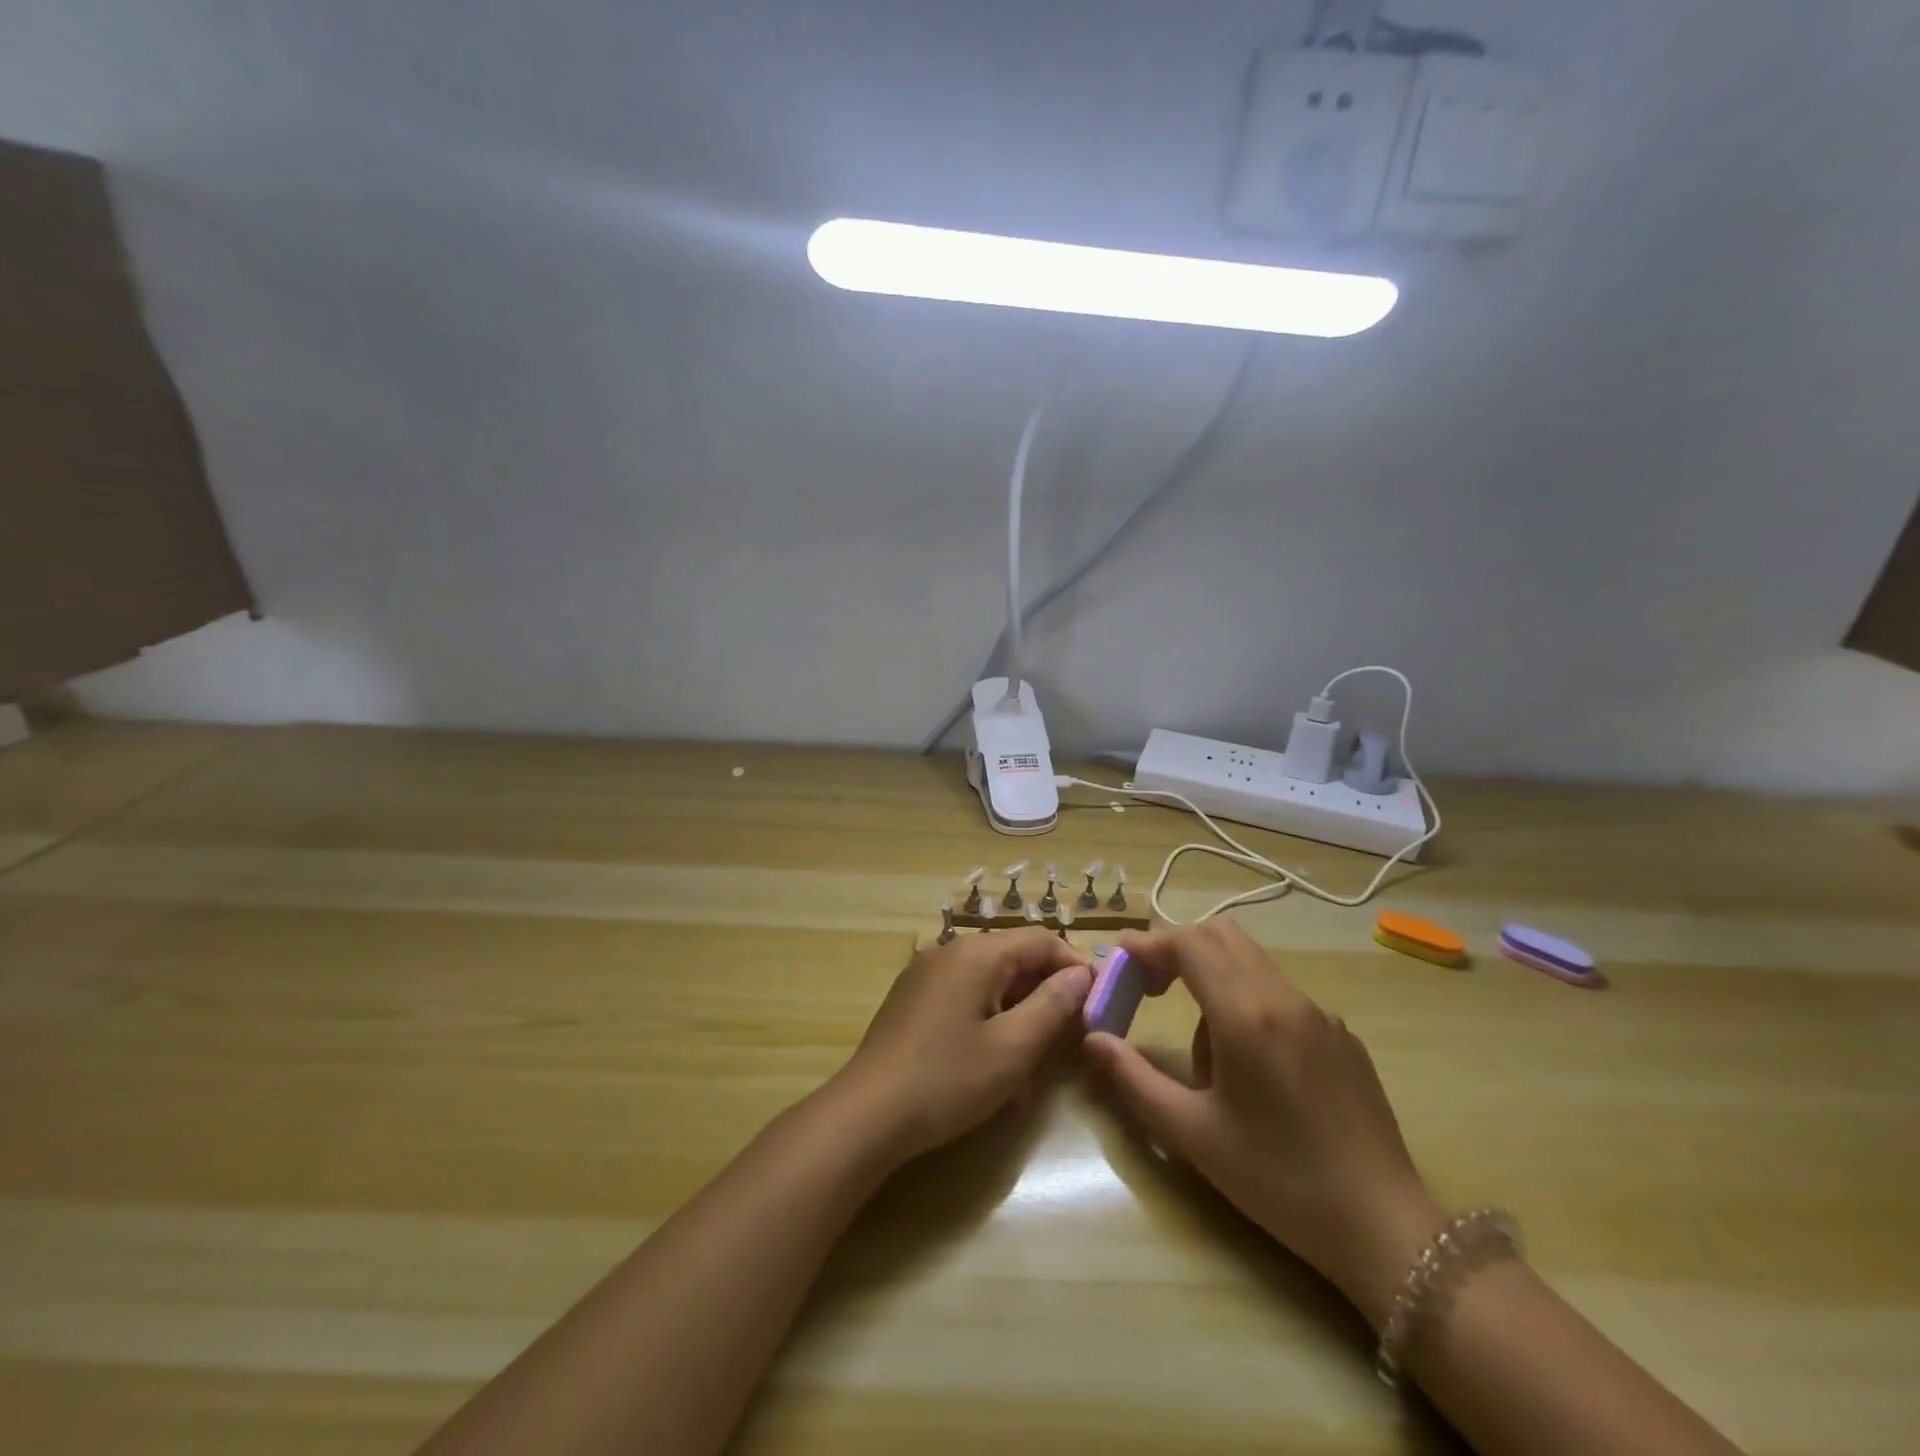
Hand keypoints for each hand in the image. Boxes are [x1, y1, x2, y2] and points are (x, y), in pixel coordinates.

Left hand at [832, 930, 1092, 1165]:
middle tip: (1070, 1034)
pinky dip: (988, 1015)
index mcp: (976, 952)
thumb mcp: (1012, 1048)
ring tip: (1034, 1054)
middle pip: (1014, 956)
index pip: (1041, 939)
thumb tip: (1080, 976)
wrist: (867, 1115)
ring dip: (1019, 1008)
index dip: (1075, 967)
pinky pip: (964, 994)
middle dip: (1046, 991)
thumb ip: (1052, 1006)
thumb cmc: (947, 1079)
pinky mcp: (912, 998)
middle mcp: (950, 950)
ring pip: (990, 978)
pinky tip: (993, 1057)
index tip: (1097, 1004)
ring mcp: (926, 973)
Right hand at [1083, 920, 1443, 1328]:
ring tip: (1202, 1045)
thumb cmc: (1278, 1180)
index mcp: (1246, 1014)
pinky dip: (1247, 999)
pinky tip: (1251, 1064)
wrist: (1385, 1227)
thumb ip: (1134, 1078)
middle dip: (1177, 948)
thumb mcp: (1193, 1134)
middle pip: (1222, 935)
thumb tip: (1092, 1039)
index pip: (1189, 943)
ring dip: (1212, 975)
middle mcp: (1284, 998)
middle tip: (1149, 987)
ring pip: (1252, 961)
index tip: (1119, 960)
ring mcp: (1320, 1013)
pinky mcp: (1342, 1035)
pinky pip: (1280, 992)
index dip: (1149, 944)